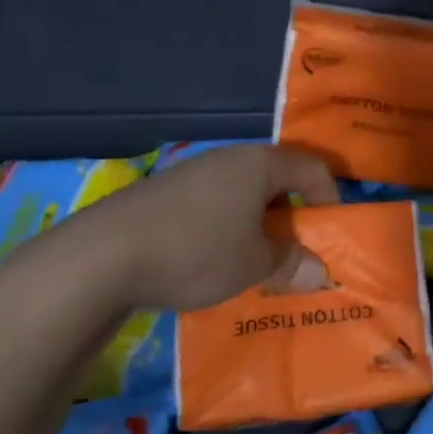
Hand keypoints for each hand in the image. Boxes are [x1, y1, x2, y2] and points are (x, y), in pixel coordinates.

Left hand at [59, 144, 339, 312]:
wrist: (100, 257)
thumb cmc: (197, 251)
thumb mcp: (254, 264)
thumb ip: (291, 264)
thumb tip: (320, 274)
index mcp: (259, 164)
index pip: (312, 167)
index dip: (330, 198)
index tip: (331, 234)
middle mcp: (227, 159)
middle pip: (276, 180)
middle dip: (292, 217)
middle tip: (296, 253)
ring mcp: (191, 174)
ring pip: (241, 196)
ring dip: (256, 227)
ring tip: (255, 263)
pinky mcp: (162, 196)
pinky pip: (211, 207)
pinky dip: (225, 231)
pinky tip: (212, 263)